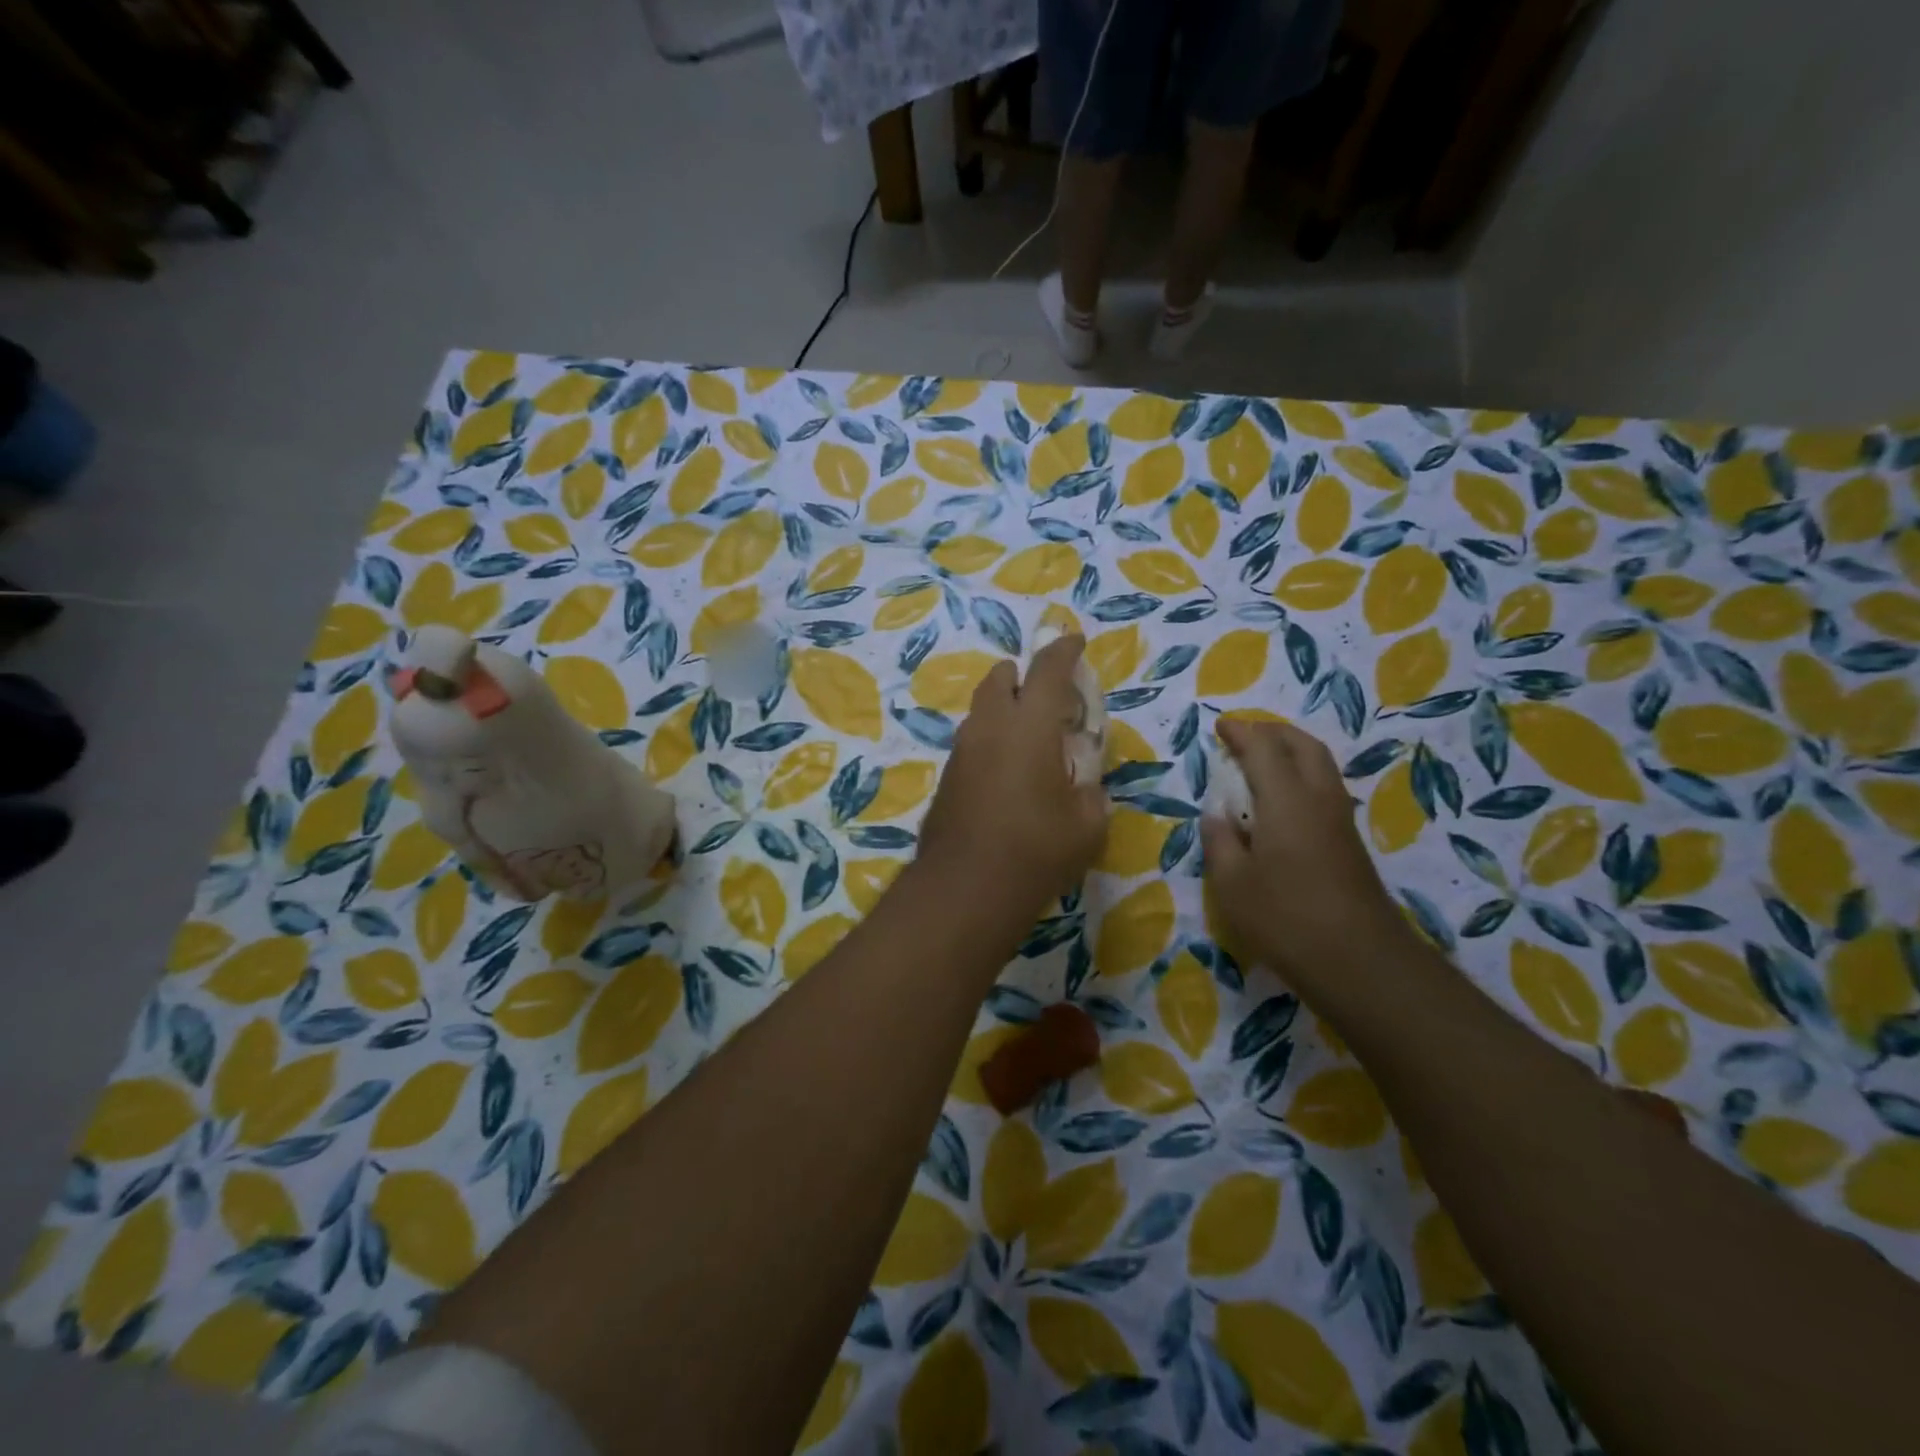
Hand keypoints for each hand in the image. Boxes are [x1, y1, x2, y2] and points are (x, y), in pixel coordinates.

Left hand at [916, 634, 1108, 923]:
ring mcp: (961, 751)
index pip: (1047, 670)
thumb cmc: (1037, 851)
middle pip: (1000, 679)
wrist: (965, 889)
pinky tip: (1006, 769)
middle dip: (1021, 675)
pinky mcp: (946, 778)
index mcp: (1029, 726)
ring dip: (1003, 707)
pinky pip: (972, 741)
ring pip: (980, 711)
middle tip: (1045, 693)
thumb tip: (1086, 788)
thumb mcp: (1088, 826)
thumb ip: (1091, 794)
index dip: (1063, 651)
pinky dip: (991, 739)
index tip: (1074, 641)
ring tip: (1027, 734)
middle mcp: (989, 727)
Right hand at [1201, 718, 1416, 998]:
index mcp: (1286, 800)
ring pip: (1320, 764)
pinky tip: (1282, 799)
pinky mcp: (1349, 842)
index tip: (1220, 726)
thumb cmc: (1285, 918)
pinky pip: (1325, 787)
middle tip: (1244, 736)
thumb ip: (1220, 841)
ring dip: (1291, 751)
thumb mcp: (1232, 884)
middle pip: (1302, 746)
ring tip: (1262, 761)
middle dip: (1272, 732)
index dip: (1241, 733)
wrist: (1359, 961)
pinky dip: (1301, 775)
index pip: (1263, 749)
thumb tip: (1216, 815)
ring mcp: (1339, 819)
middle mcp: (1318, 799)